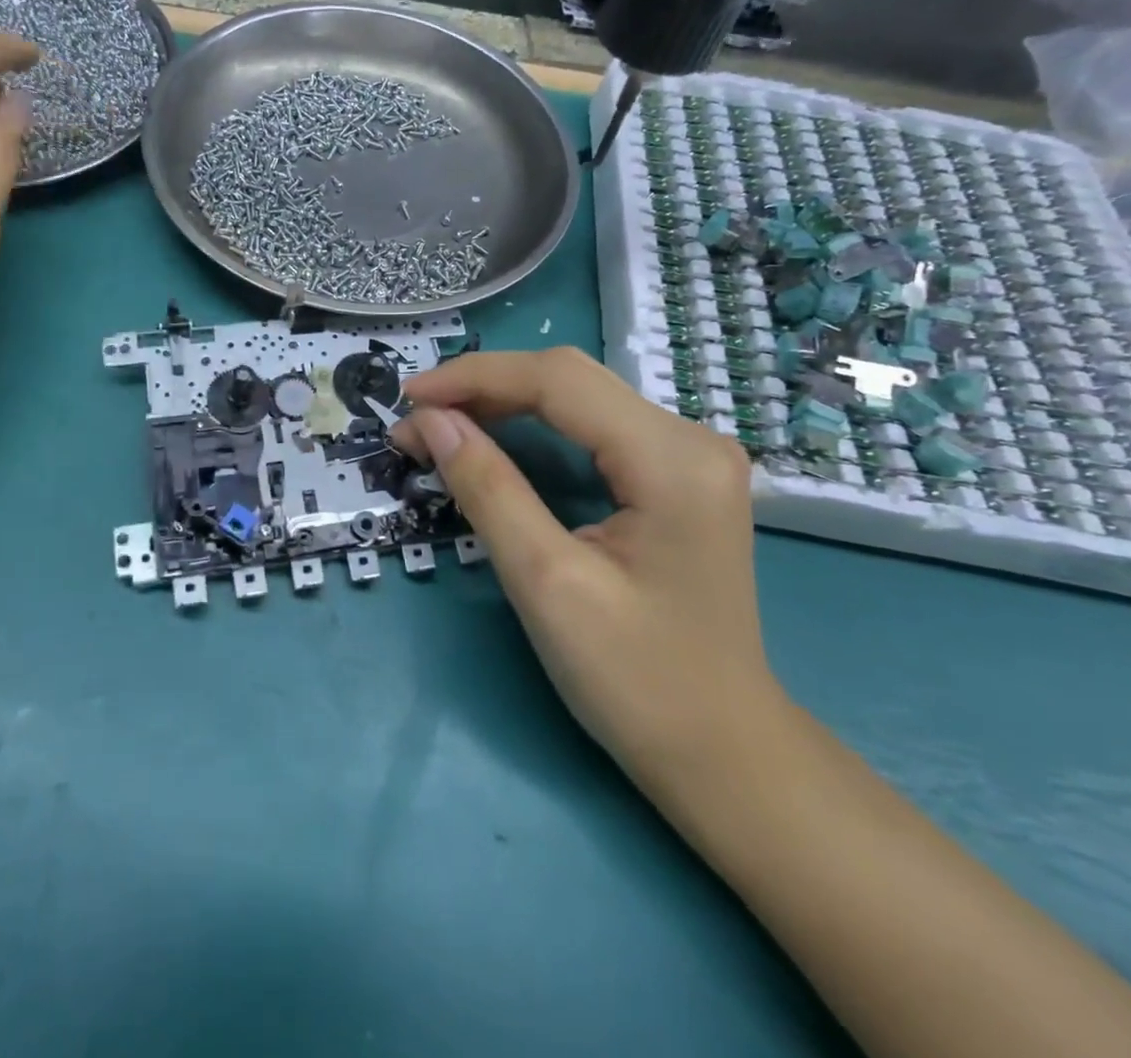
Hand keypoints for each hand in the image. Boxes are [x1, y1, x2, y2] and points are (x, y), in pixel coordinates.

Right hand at [393, 348, 779, 783]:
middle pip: (570, 379)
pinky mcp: (676, 476)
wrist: (723, 754)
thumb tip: (430, 422)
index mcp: (672, 458)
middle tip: (416, 421)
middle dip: (484, 389)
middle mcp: (690, 438)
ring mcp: (689, 455)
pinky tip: (494, 442)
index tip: (407, 400)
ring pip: (578, 399)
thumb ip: (488, 489)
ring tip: (440, 430)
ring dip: (504, 405)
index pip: (558, 380)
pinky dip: (533, 428)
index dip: (474, 377)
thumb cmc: (637, 682)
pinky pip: (592, 428)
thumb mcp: (547, 583)